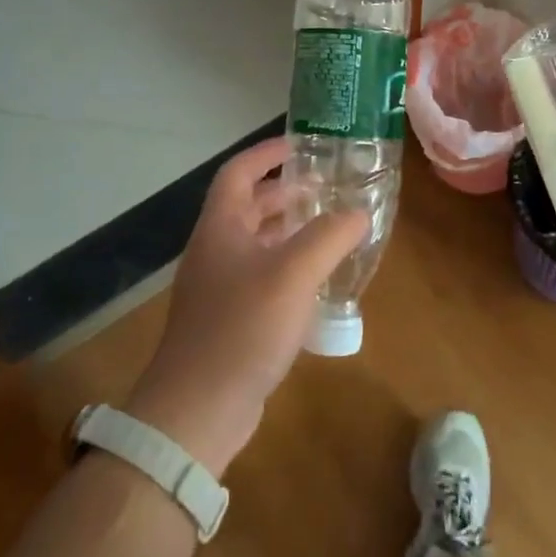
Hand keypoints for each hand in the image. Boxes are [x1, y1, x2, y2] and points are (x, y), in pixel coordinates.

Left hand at [124, 137, 367, 475]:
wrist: (196, 411)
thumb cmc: (243, 327)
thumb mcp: (294, 273)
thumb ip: (330, 236)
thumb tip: (358, 213)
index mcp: (220, 227)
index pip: (239, 172)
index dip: (267, 152)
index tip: (302, 145)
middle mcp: (214, 250)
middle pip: (247, 206)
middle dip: (285, 191)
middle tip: (325, 188)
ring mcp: (217, 288)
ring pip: (255, 243)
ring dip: (288, 230)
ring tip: (327, 228)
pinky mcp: (226, 320)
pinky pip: (259, 276)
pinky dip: (286, 266)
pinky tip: (314, 282)